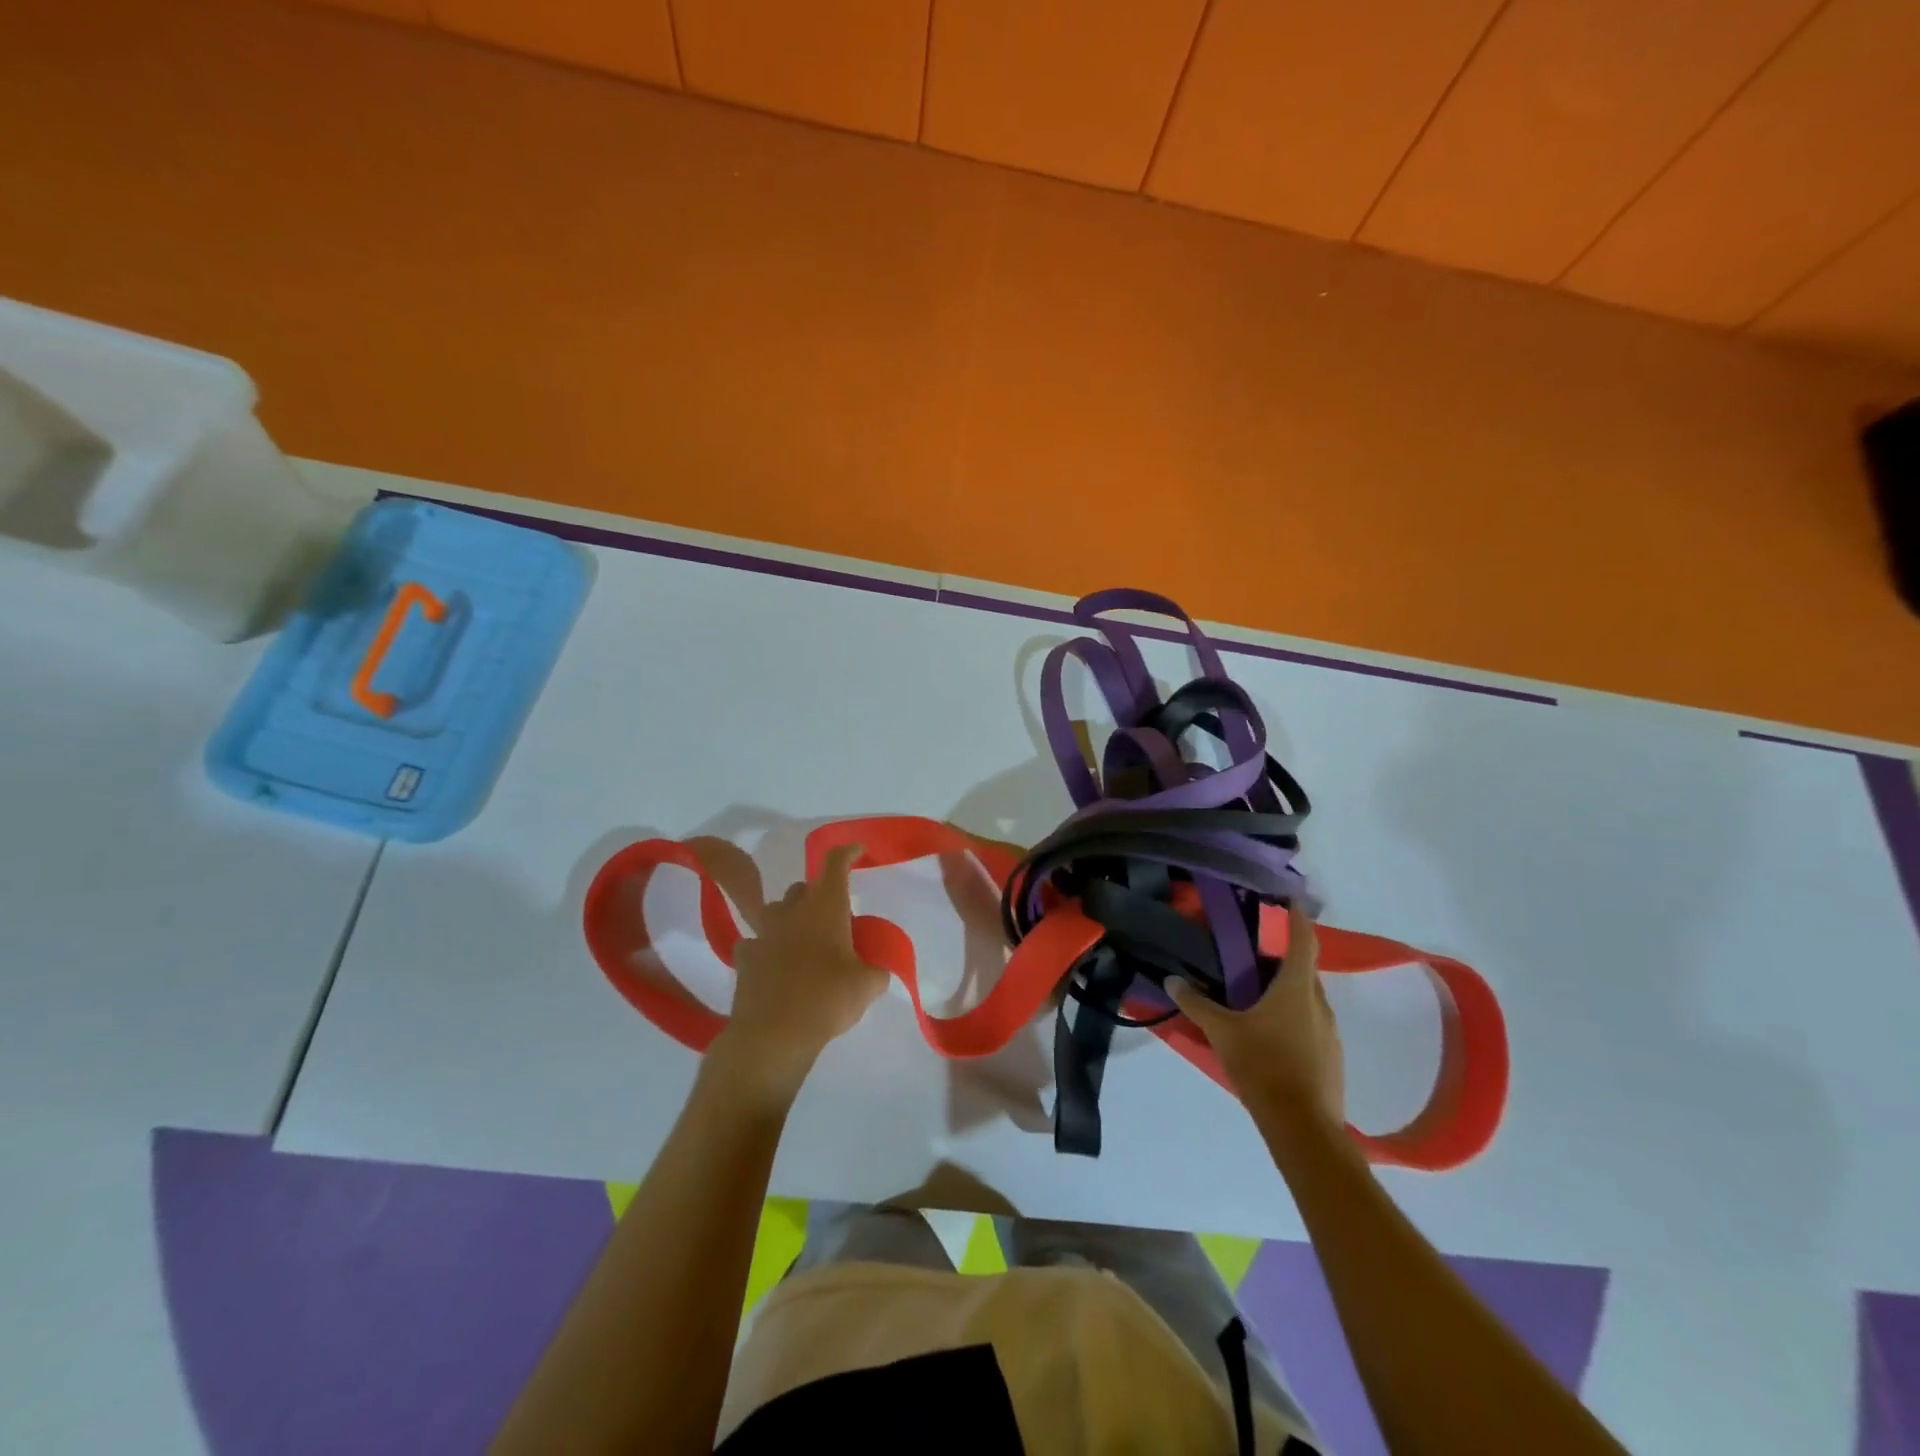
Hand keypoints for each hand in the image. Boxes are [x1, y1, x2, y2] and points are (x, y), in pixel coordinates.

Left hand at [719, 845, 888, 1094]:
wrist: (772, 1034)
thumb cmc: (827, 1000)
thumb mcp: (867, 986)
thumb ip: (876, 971)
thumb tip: (876, 971)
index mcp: (825, 908)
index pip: (835, 864)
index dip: (847, 852)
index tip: (857, 850)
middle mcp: (792, 912)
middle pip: (803, 888)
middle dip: (817, 895)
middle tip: (833, 918)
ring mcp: (763, 933)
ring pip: (776, 911)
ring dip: (790, 919)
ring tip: (803, 941)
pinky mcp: (744, 958)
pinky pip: (756, 944)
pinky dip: (767, 949)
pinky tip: (775, 968)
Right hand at [1167, 900, 1344, 1132]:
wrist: (1304, 1128)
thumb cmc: (1263, 1066)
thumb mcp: (1222, 1032)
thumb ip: (1196, 1004)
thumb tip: (1172, 980)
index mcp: (1296, 988)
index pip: (1303, 940)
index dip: (1298, 917)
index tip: (1290, 899)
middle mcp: (1319, 1003)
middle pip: (1304, 969)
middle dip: (1282, 958)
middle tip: (1253, 954)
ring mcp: (1330, 1032)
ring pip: (1307, 998)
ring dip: (1286, 990)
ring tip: (1256, 995)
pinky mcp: (1331, 1057)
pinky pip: (1311, 1024)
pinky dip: (1293, 1017)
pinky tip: (1270, 1034)